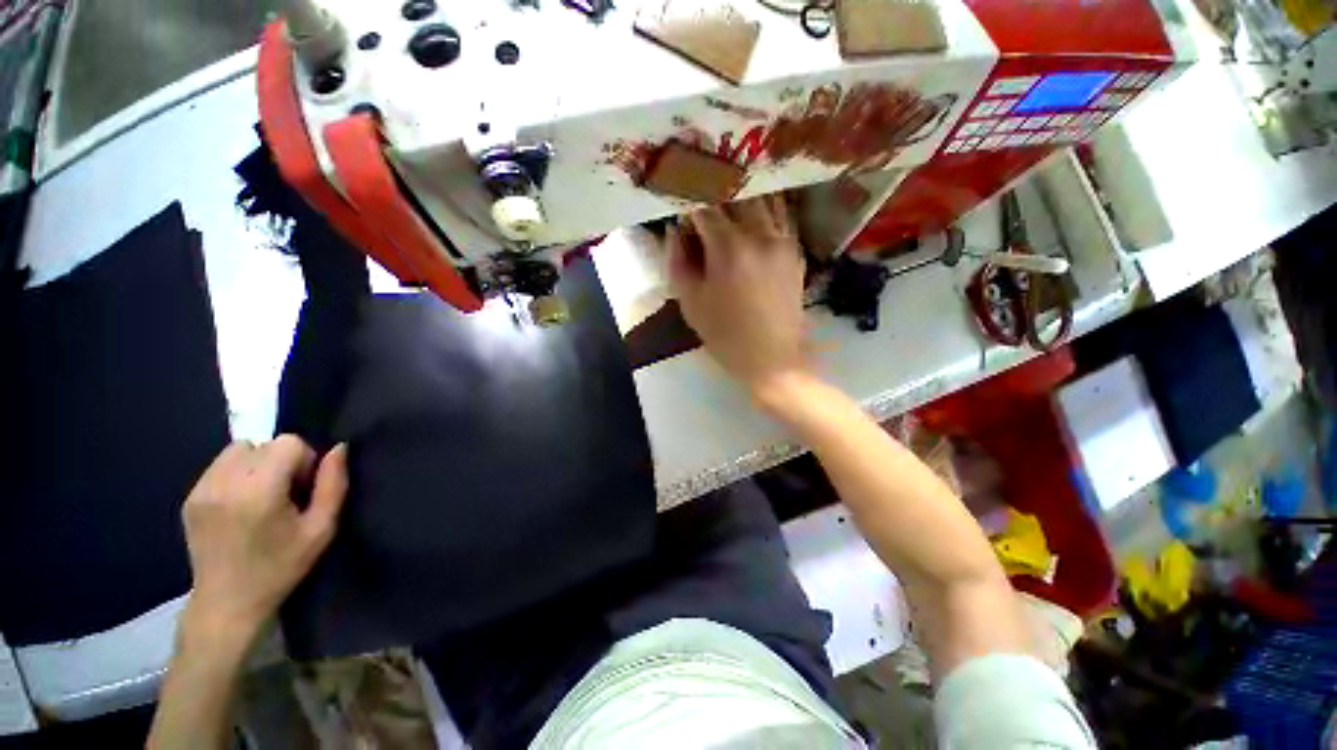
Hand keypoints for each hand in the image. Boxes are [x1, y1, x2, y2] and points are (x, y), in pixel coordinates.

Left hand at [181, 436, 347, 639]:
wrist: (227, 602)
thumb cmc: (281, 567)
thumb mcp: (321, 529)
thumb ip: (333, 485)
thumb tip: (339, 449)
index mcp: (258, 491)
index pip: (288, 443)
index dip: (304, 461)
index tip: (302, 490)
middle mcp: (225, 483)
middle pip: (264, 444)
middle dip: (281, 461)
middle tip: (283, 496)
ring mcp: (202, 489)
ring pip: (239, 449)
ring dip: (258, 463)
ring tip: (261, 496)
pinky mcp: (190, 497)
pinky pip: (221, 465)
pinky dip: (238, 474)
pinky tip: (241, 504)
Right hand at [667, 195, 810, 398]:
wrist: (773, 360)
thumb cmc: (726, 337)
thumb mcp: (691, 304)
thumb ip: (678, 262)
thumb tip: (675, 231)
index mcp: (729, 248)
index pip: (704, 207)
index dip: (688, 204)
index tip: (680, 208)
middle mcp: (759, 234)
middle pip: (735, 195)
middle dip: (714, 193)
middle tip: (701, 199)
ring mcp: (783, 241)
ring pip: (762, 199)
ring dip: (740, 197)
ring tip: (726, 201)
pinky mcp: (796, 251)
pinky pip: (779, 217)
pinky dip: (762, 210)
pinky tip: (751, 216)